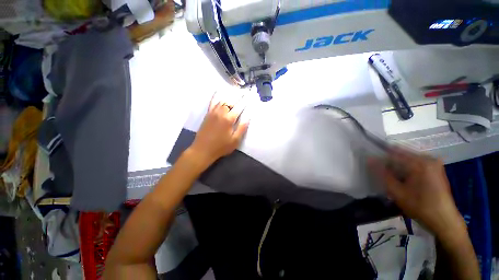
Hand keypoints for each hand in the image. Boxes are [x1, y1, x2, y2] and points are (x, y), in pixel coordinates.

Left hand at [188, 94, 248, 167]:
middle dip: (238, 97)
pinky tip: (217, 91)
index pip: (239, 107)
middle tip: (244, 93)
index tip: (249, 95)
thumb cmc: (221, 147)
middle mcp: (221, 113)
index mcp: (229, 119)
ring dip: (229, 96)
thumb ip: (242, 128)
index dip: (245, 101)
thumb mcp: (235, 140)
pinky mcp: (207, 114)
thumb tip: (248, 117)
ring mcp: (213, 113)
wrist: (203, 150)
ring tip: (235, 93)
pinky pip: (212, 103)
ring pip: (222, 101)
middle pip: (230, 102)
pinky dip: (215, 96)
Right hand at [368, 148, 465, 239]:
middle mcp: (428, 158)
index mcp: (420, 162)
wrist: (444, 220)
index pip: (393, 153)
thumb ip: (382, 173)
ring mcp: (433, 163)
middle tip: (382, 174)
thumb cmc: (420, 207)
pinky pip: (414, 163)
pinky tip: (403, 180)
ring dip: (397, 166)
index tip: (370, 164)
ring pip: (407, 159)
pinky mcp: (435, 168)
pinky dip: (405, 169)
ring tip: (392, 179)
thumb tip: (369, 159)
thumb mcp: (397, 192)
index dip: (380, 158)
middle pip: (401, 154)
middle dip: (389, 163)